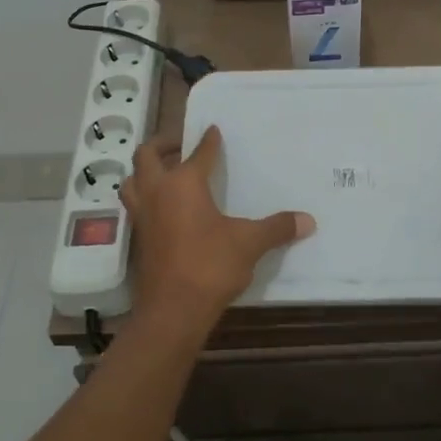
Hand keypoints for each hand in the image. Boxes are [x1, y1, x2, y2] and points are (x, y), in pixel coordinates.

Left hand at [121, 125, 314, 338]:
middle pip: (147, 156)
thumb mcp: (249, 243)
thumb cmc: (210, 265)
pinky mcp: (139, 239)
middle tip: (181, 143)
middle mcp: (158, 192)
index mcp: (184, 183)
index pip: (198, 152)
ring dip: (146, 171)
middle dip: (163, 145)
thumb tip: (308, 220)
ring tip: (165, 172)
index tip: (214, 130)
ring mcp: (143, 216)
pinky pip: (136, 206)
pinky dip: (146, 197)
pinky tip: (165, 208)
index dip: (208, 140)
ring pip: (132, 181)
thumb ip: (277, 228)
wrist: (173, 311)